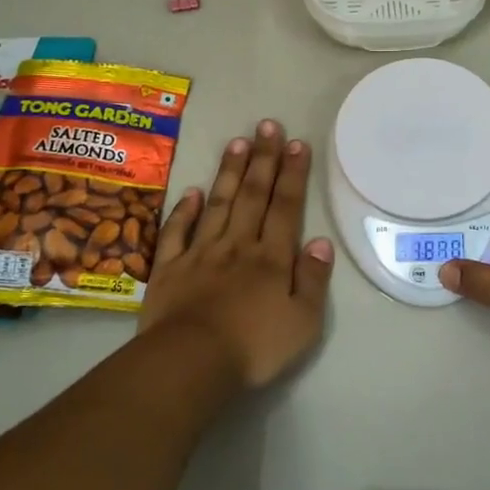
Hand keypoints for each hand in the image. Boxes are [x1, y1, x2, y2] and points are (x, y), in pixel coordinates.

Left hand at [138, 120, 334, 388]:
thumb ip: (313, 280)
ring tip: (237, 142)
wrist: (189, 364)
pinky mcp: (168, 269)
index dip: (292, 174)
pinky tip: (191, 191)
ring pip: (217, 204)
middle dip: (263, 159)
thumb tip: (320, 241)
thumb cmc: (253, 347)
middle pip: (252, 196)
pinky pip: (176, 232)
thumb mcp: (303, 322)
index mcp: (271, 258)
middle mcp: (237, 246)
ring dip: (229, 173)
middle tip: (268, 125)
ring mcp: (200, 254)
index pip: (285, 207)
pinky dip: (183, 210)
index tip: (297, 143)